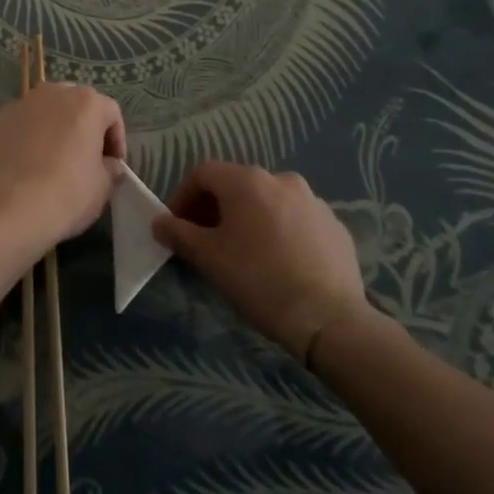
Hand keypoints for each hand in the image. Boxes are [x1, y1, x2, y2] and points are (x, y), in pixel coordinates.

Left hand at [0, 84, 126, 257]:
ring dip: (50, 132)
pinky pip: (15, 129)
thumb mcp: (102, 188)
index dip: (116, 140)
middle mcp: (50, 94)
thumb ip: (110, 169)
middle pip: (74, 106)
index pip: (110, 114)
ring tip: (48, 165)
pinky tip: (20, 171)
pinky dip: (21, 142)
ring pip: (41, 114)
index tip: (112, 166)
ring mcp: (16, 105)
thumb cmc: (64, 195)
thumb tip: (108, 165)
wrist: (4, 212)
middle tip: (82, 160)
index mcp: (84, 103)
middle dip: (81, 129)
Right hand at [153, 162, 370, 360]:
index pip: (203, 173)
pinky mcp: (334, 225)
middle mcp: (281, 179)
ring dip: (248, 218)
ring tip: (243, 252)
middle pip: (237, 184)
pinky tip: (279, 262)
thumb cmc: (259, 281)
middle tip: (205, 240)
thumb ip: (179, 233)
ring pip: (268, 201)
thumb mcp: (209, 258)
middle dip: (215, 207)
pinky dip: (279, 231)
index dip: (183, 196)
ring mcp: (313, 201)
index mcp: (247, 181)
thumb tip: (159, 222)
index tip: (176, 226)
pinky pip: (296, 219)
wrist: (329, 320)